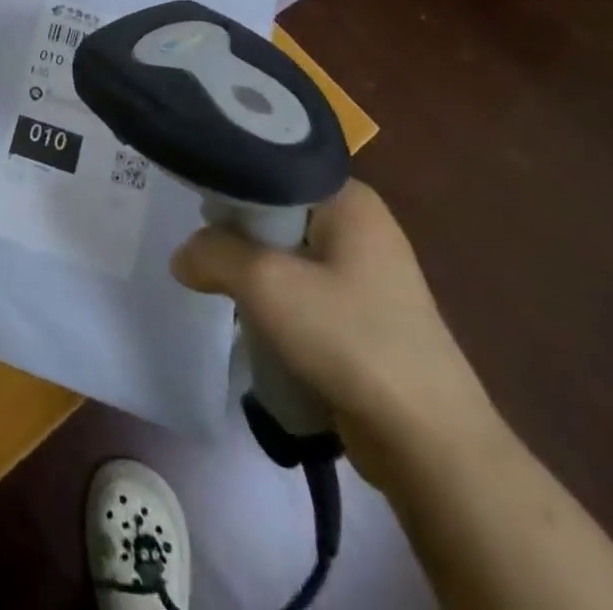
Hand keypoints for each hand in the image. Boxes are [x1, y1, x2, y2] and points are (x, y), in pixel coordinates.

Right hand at [171, 180, 502, 487]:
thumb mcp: (267, 284)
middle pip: (276, 210)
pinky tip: (252, 317)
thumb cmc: (350, 339)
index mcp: (349, 198)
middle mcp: (360, 224)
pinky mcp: (363, 315)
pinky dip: (276, 300)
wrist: (430, 444)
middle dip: (238, 232)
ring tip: (218, 283)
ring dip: (254, 271)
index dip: (229, 183)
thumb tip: (183, 257)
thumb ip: (213, 254)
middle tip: (200, 248)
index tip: (193, 203)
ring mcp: (366, 272)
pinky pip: (303, 289)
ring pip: (287, 253)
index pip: (273, 167)